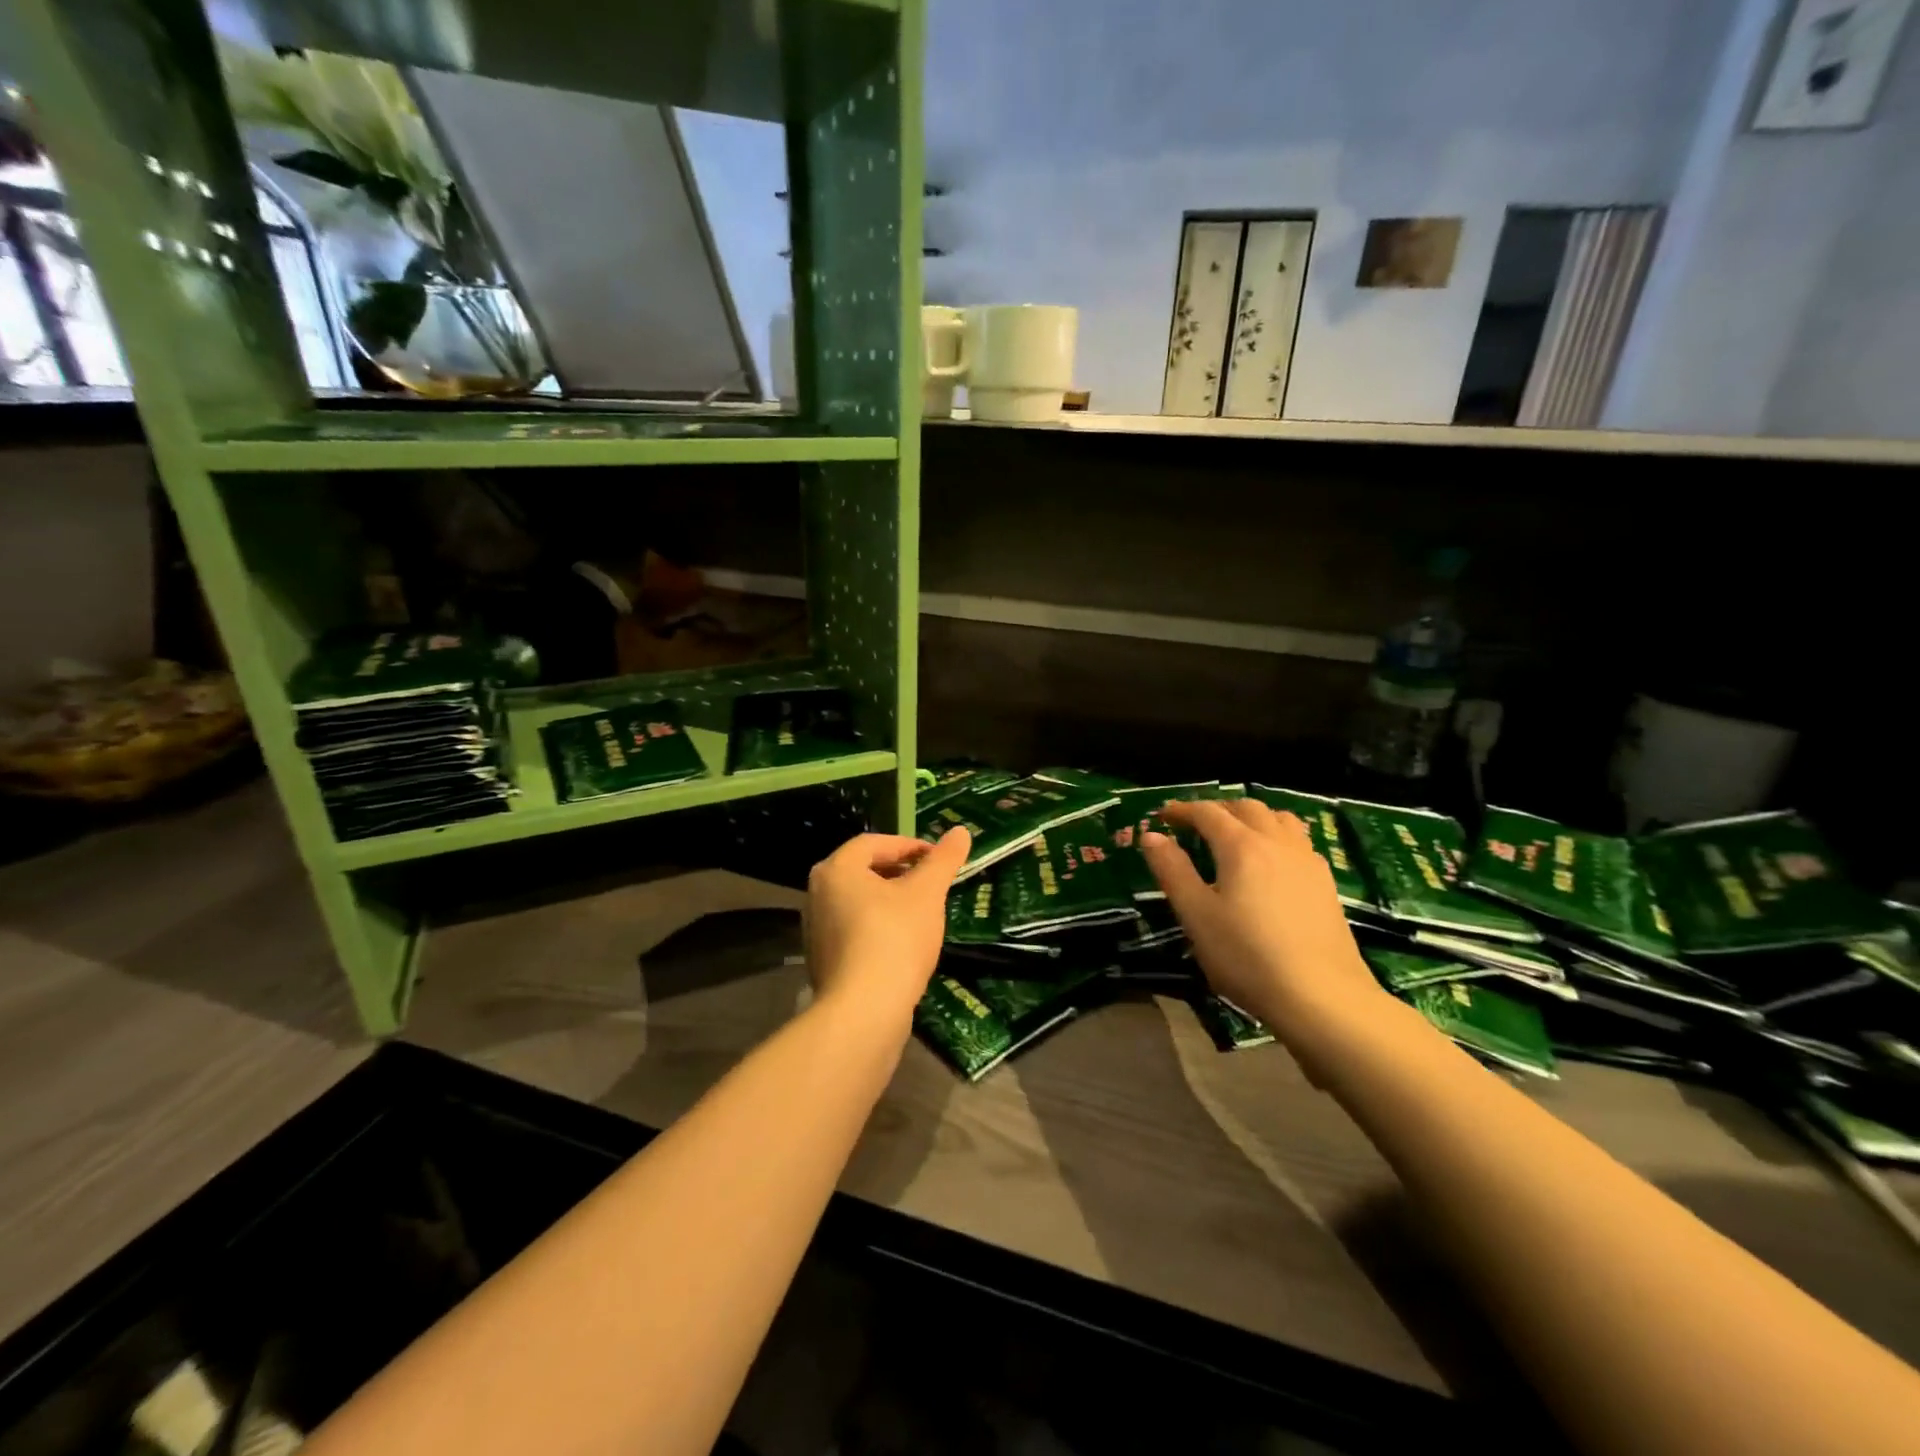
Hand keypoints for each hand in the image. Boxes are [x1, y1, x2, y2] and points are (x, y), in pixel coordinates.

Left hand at [804, 828, 970, 1031]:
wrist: (864, 1011)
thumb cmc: (895, 938)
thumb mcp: (927, 893)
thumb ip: (944, 860)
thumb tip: (961, 831)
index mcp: (836, 869)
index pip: (874, 843)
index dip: (909, 845)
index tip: (937, 858)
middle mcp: (817, 894)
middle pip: (864, 871)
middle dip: (900, 873)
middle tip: (931, 882)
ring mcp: (817, 930)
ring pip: (859, 902)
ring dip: (890, 901)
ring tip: (922, 912)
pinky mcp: (824, 961)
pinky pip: (855, 931)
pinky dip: (879, 927)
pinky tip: (904, 945)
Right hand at [1142, 801, 1388, 1062]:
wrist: (1322, 997)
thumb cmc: (1247, 956)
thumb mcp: (1196, 915)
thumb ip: (1172, 871)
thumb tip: (1151, 836)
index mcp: (1241, 846)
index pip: (1207, 813)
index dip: (1182, 810)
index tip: (1162, 816)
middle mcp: (1276, 842)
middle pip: (1246, 808)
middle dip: (1217, 809)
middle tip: (1195, 824)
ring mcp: (1307, 861)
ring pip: (1279, 819)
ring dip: (1252, 817)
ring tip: (1236, 835)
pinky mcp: (1326, 883)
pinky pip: (1298, 841)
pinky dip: (1277, 836)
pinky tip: (1272, 863)